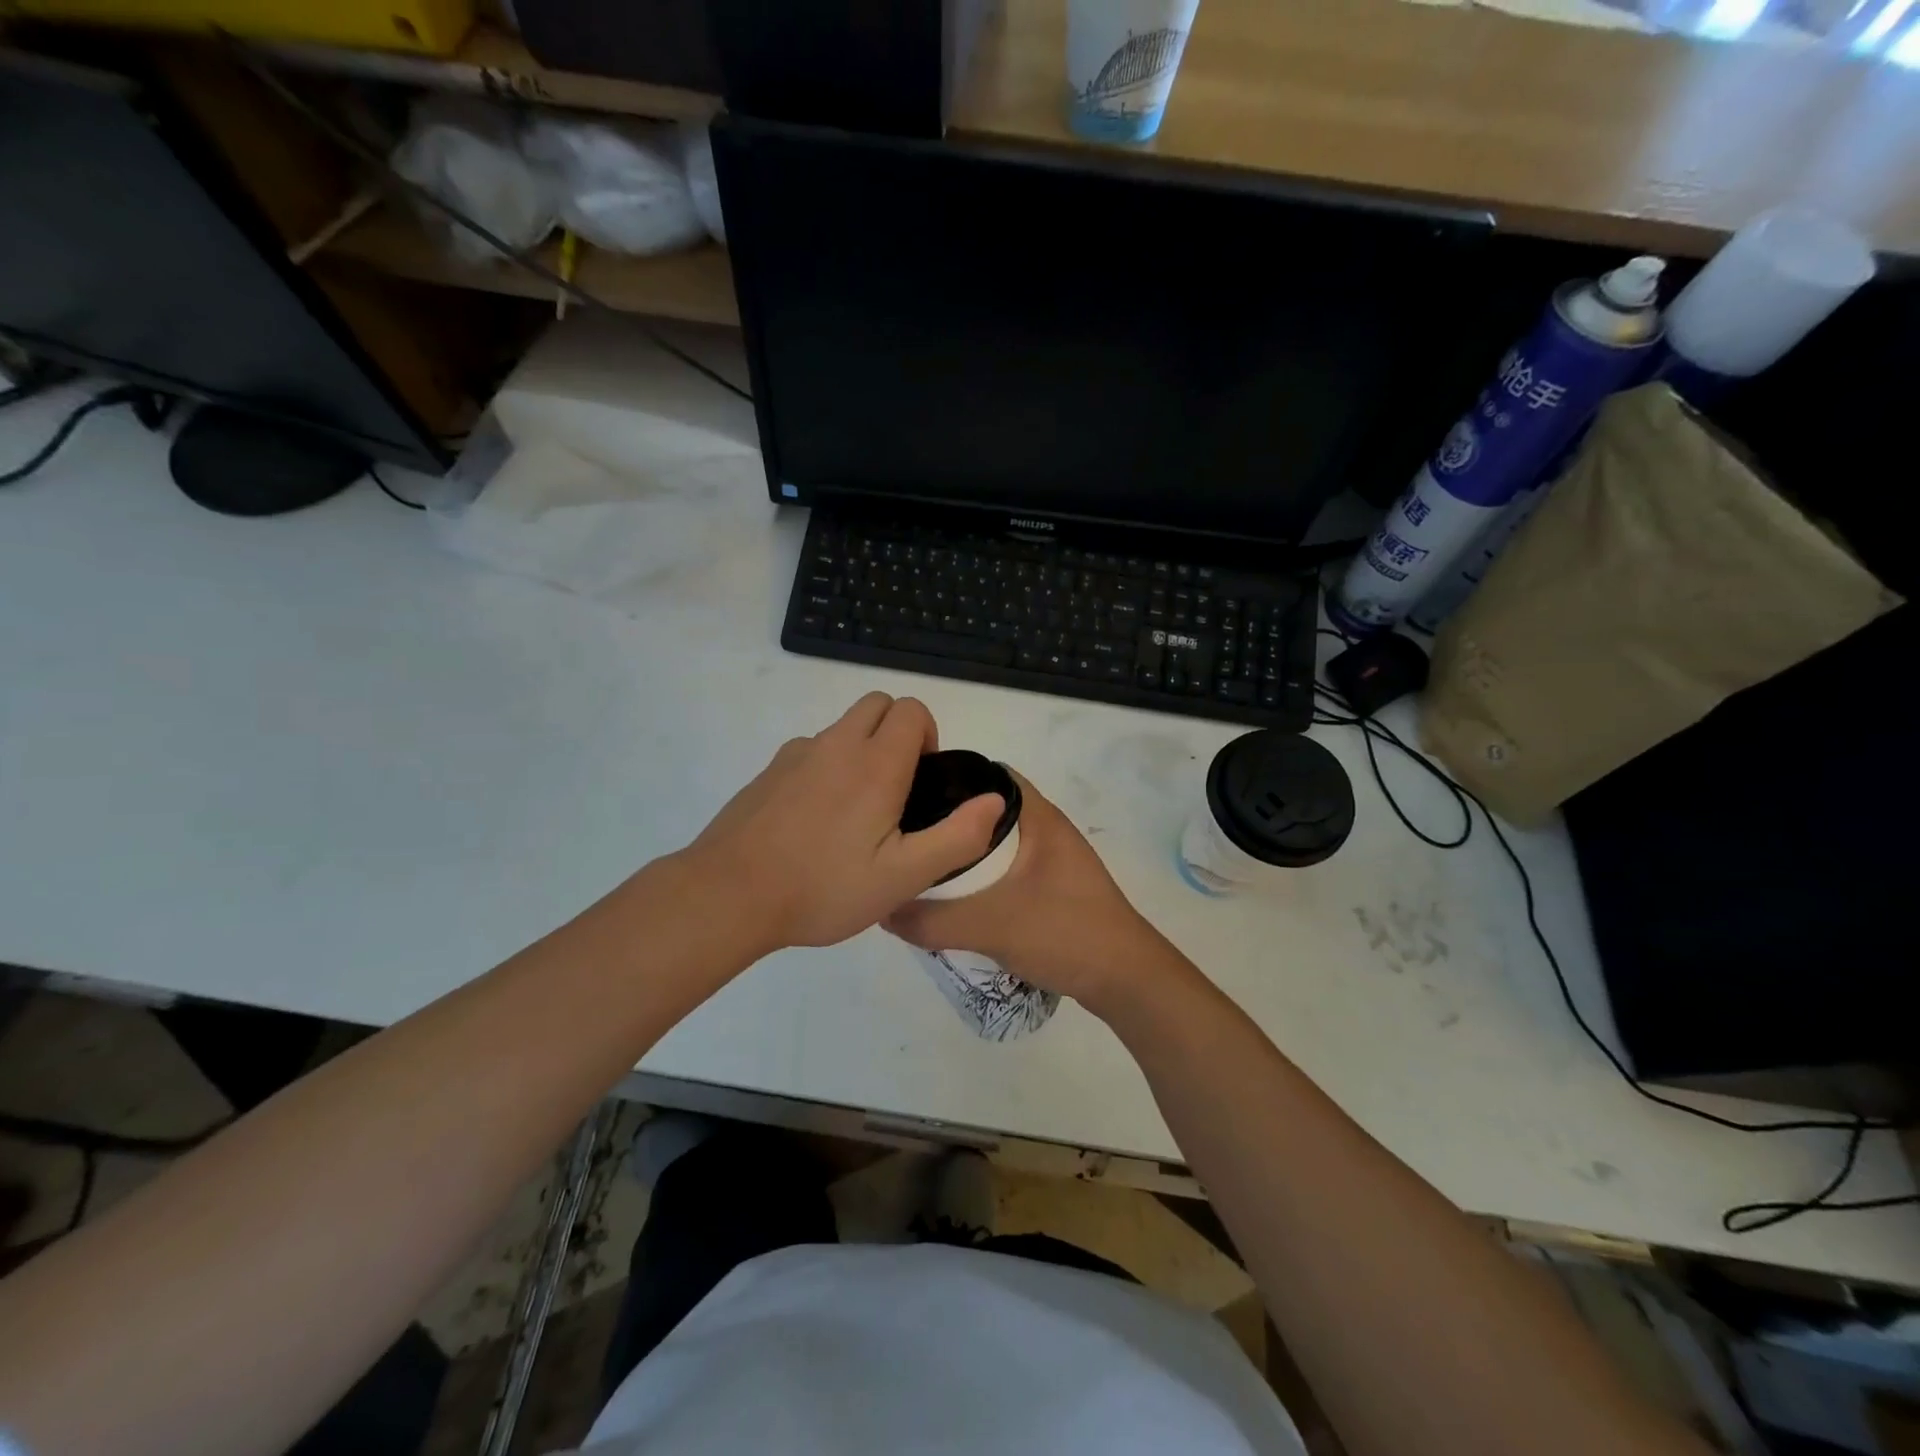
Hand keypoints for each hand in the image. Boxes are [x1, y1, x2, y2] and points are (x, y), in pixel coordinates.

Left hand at [680, 693, 1004, 954]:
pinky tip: (815, 822)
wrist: (729, 895)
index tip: (921, 783)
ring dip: (861, 750)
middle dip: (898, 732)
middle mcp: (836, 745)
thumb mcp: (903, 877)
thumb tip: (994, 799)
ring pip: (843, 728)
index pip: (912, 710)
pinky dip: (827, 768)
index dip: (928, 737)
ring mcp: (797, 754)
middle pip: (878, 704)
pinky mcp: (769, 771)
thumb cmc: (823, 887)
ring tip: (855, 815)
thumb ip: (956, 837)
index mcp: (875, 764)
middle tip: (896, 791)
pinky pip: (811, 751)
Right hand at [884, 772, 1170, 1010]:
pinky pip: (1009, 867)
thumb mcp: (989, 926)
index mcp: (1038, 817)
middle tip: (907, 832)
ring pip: (999, 841)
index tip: (909, 793)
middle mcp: (1047, 828)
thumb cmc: (1064, 933)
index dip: (949, 776)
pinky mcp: (1055, 886)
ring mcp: (1054, 859)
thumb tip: (882, 909)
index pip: (988, 774)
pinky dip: (982, 873)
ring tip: (923, 861)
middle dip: (949, 818)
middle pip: (988, 809)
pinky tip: (957, 894)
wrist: (1126, 980)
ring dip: (966, 849)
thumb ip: (932, 919)